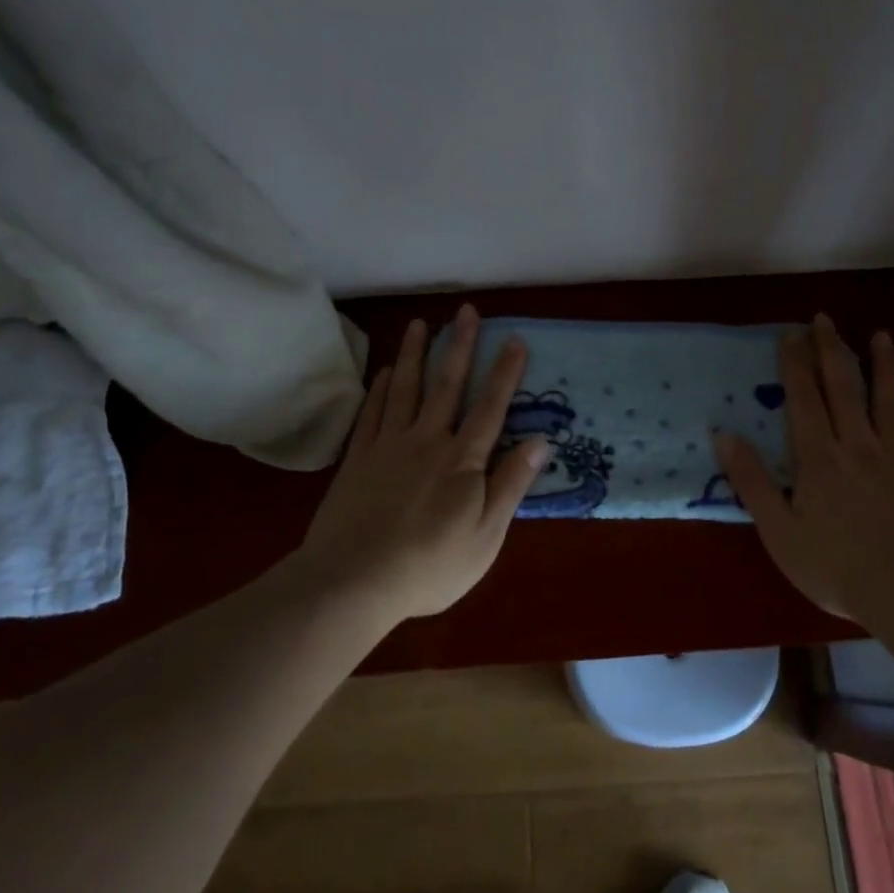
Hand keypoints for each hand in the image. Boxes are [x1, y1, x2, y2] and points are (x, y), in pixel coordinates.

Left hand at [294, 305, 548, 623]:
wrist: (353, 582)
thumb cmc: (430, 565)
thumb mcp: (486, 536)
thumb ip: (511, 484)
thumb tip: (541, 441)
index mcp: (462, 461)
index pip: (490, 408)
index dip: (504, 373)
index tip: (515, 339)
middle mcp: (427, 441)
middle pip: (446, 385)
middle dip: (459, 345)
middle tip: (465, 310)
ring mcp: (388, 446)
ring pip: (404, 389)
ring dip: (414, 354)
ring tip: (420, 323)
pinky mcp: (358, 459)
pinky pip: (371, 413)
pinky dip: (379, 389)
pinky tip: (384, 371)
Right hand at [713, 314, 893, 634]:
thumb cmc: (838, 569)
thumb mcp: (779, 531)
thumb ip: (752, 482)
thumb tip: (723, 435)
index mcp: (820, 458)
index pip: (804, 399)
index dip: (795, 364)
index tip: (790, 333)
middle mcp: (860, 446)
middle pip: (845, 388)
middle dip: (832, 350)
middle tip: (826, 318)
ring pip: (893, 401)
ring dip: (886, 366)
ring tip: (881, 335)